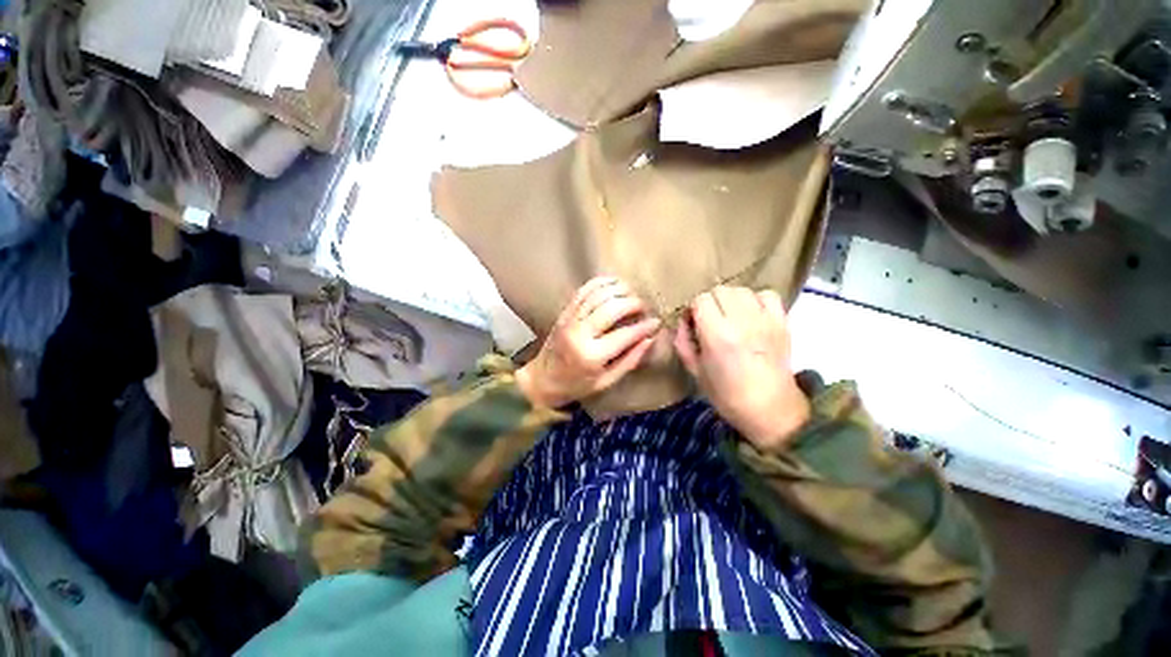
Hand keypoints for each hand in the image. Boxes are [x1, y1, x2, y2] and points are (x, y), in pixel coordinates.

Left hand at [517, 277, 660, 407]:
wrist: (542, 379)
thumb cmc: (577, 385)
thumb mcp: (607, 381)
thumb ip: (630, 360)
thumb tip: (649, 338)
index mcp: (591, 356)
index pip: (624, 335)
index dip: (643, 326)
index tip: (656, 322)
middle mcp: (579, 334)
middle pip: (612, 308)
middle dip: (633, 303)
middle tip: (643, 307)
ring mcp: (569, 320)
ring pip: (598, 294)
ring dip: (619, 289)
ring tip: (632, 293)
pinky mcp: (564, 312)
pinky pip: (583, 291)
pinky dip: (600, 283)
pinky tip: (614, 283)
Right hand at [673, 285, 808, 449]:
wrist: (769, 409)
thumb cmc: (726, 394)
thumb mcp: (694, 370)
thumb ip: (683, 341)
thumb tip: (683, 321)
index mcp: (717, 335)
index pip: (701, 299)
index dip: (694, 308)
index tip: (693, 322)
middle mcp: (741, 321)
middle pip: (720, 290)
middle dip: (710, 302)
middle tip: (710, 319)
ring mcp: (765, 320)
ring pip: (741, 290)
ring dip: (731, 299)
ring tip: (730, 316)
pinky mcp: (782, 322)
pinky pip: (768, 295)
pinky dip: (756, 299)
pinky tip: (752, 314)